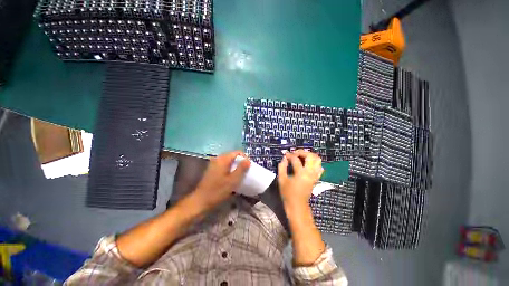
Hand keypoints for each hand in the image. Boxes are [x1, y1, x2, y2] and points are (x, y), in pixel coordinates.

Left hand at [192, 151, 250, 210]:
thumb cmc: (218, 191)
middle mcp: (218, 158)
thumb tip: (248, 160)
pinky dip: (230, 169)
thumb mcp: (233, 180)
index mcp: (223, 159)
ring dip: (236, 166)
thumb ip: (241, 169)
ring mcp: (214, 164)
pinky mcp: (213, 169)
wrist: (201, 201)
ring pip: (229, 161)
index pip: (237, 152)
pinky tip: (231, 177)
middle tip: (245, 172)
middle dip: (241, 162)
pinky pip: (225, 165)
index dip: (245, 158)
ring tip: (240, 175)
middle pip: (233, 156)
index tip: (249, 167)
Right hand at [278, 150, 322, 211]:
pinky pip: (319, 166)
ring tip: (301, 156)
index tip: (285, 154)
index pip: (296, 159)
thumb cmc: (288, 193)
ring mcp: (315, 175)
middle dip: (302, 152)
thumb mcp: (281, 179)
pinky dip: (314, 162)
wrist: (297, 205)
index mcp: (301, 173)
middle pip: (310, 156)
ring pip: (317, 160)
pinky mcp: (316, 178)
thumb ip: (282, 167)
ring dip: (309, 155)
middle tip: (294, 153)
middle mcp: (310, 172)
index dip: (289, 155)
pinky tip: (307, 163)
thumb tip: (284, 158)